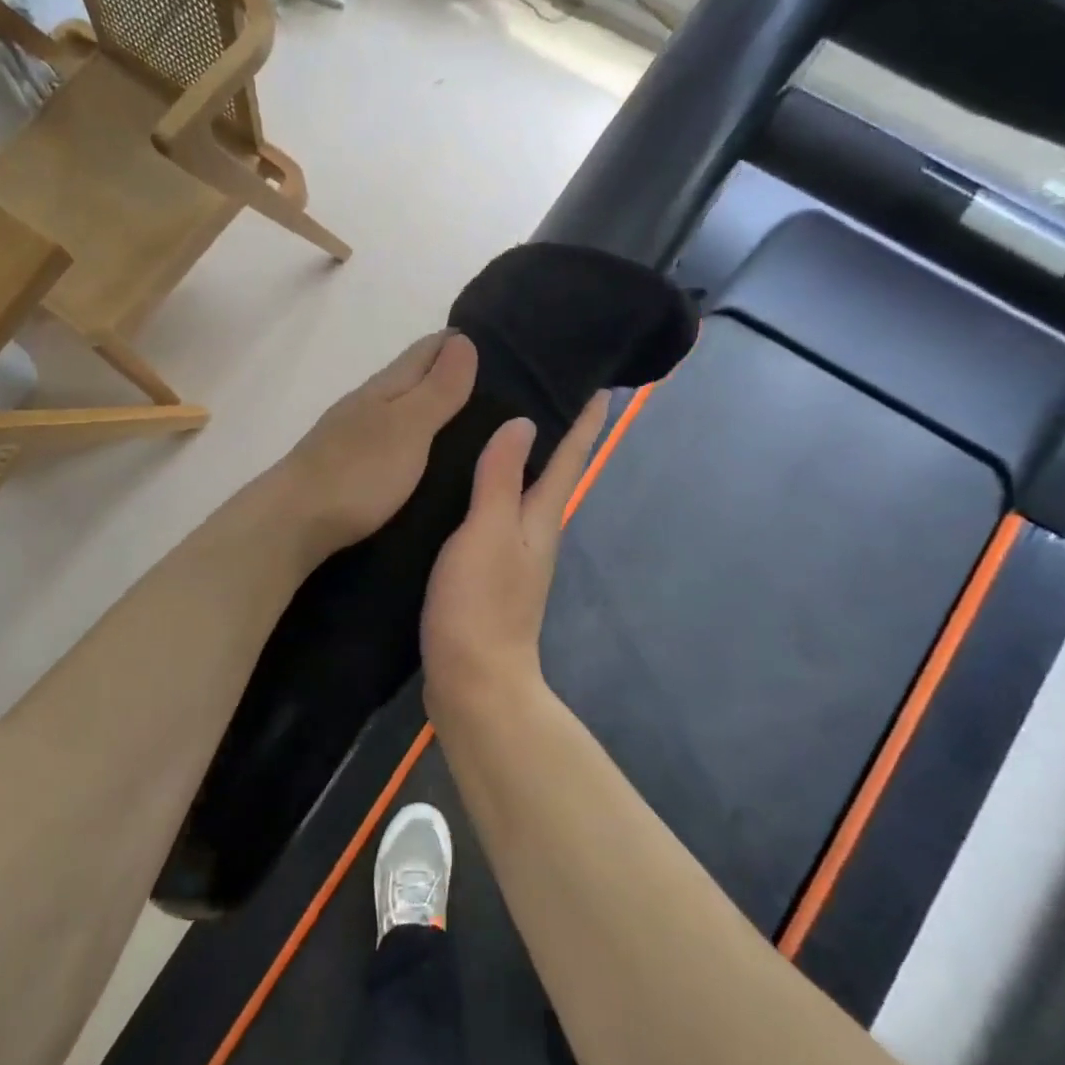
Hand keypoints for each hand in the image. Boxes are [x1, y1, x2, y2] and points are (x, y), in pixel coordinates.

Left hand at [271, 332, 478, 561]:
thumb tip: (463, 340)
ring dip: (426, 407)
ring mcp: (350, 437)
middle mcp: (364, 405)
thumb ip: (437, 390)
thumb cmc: (357, 473)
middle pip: (408, 378)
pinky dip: (410, 437)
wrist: (291, 523)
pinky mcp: (345, 469)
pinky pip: (387, 440)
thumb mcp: (408, 427)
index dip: (454, 341)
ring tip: (464, 418)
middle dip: (443, 372)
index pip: (423, 352)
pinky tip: (420, 453)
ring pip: (396, 410)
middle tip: (488, 379)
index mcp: (382, 389)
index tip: (487, 337)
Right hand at [421, 390, 609, 715]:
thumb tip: (524, 422)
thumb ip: (500, 480)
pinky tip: (465, 479)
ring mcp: (512, 552)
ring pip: (521, 489)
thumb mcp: (486, 534)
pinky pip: (494, 511)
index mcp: (540, 517)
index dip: (583, 419)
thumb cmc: (480, 606)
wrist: (473, 682)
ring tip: (496, 419)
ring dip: (520, 456)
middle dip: (553, 428)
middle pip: (551, 469)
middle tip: (535, 383)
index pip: (569, 456)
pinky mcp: (488, 570)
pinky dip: (491, 485)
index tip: (598, 382)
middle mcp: (533, 530)